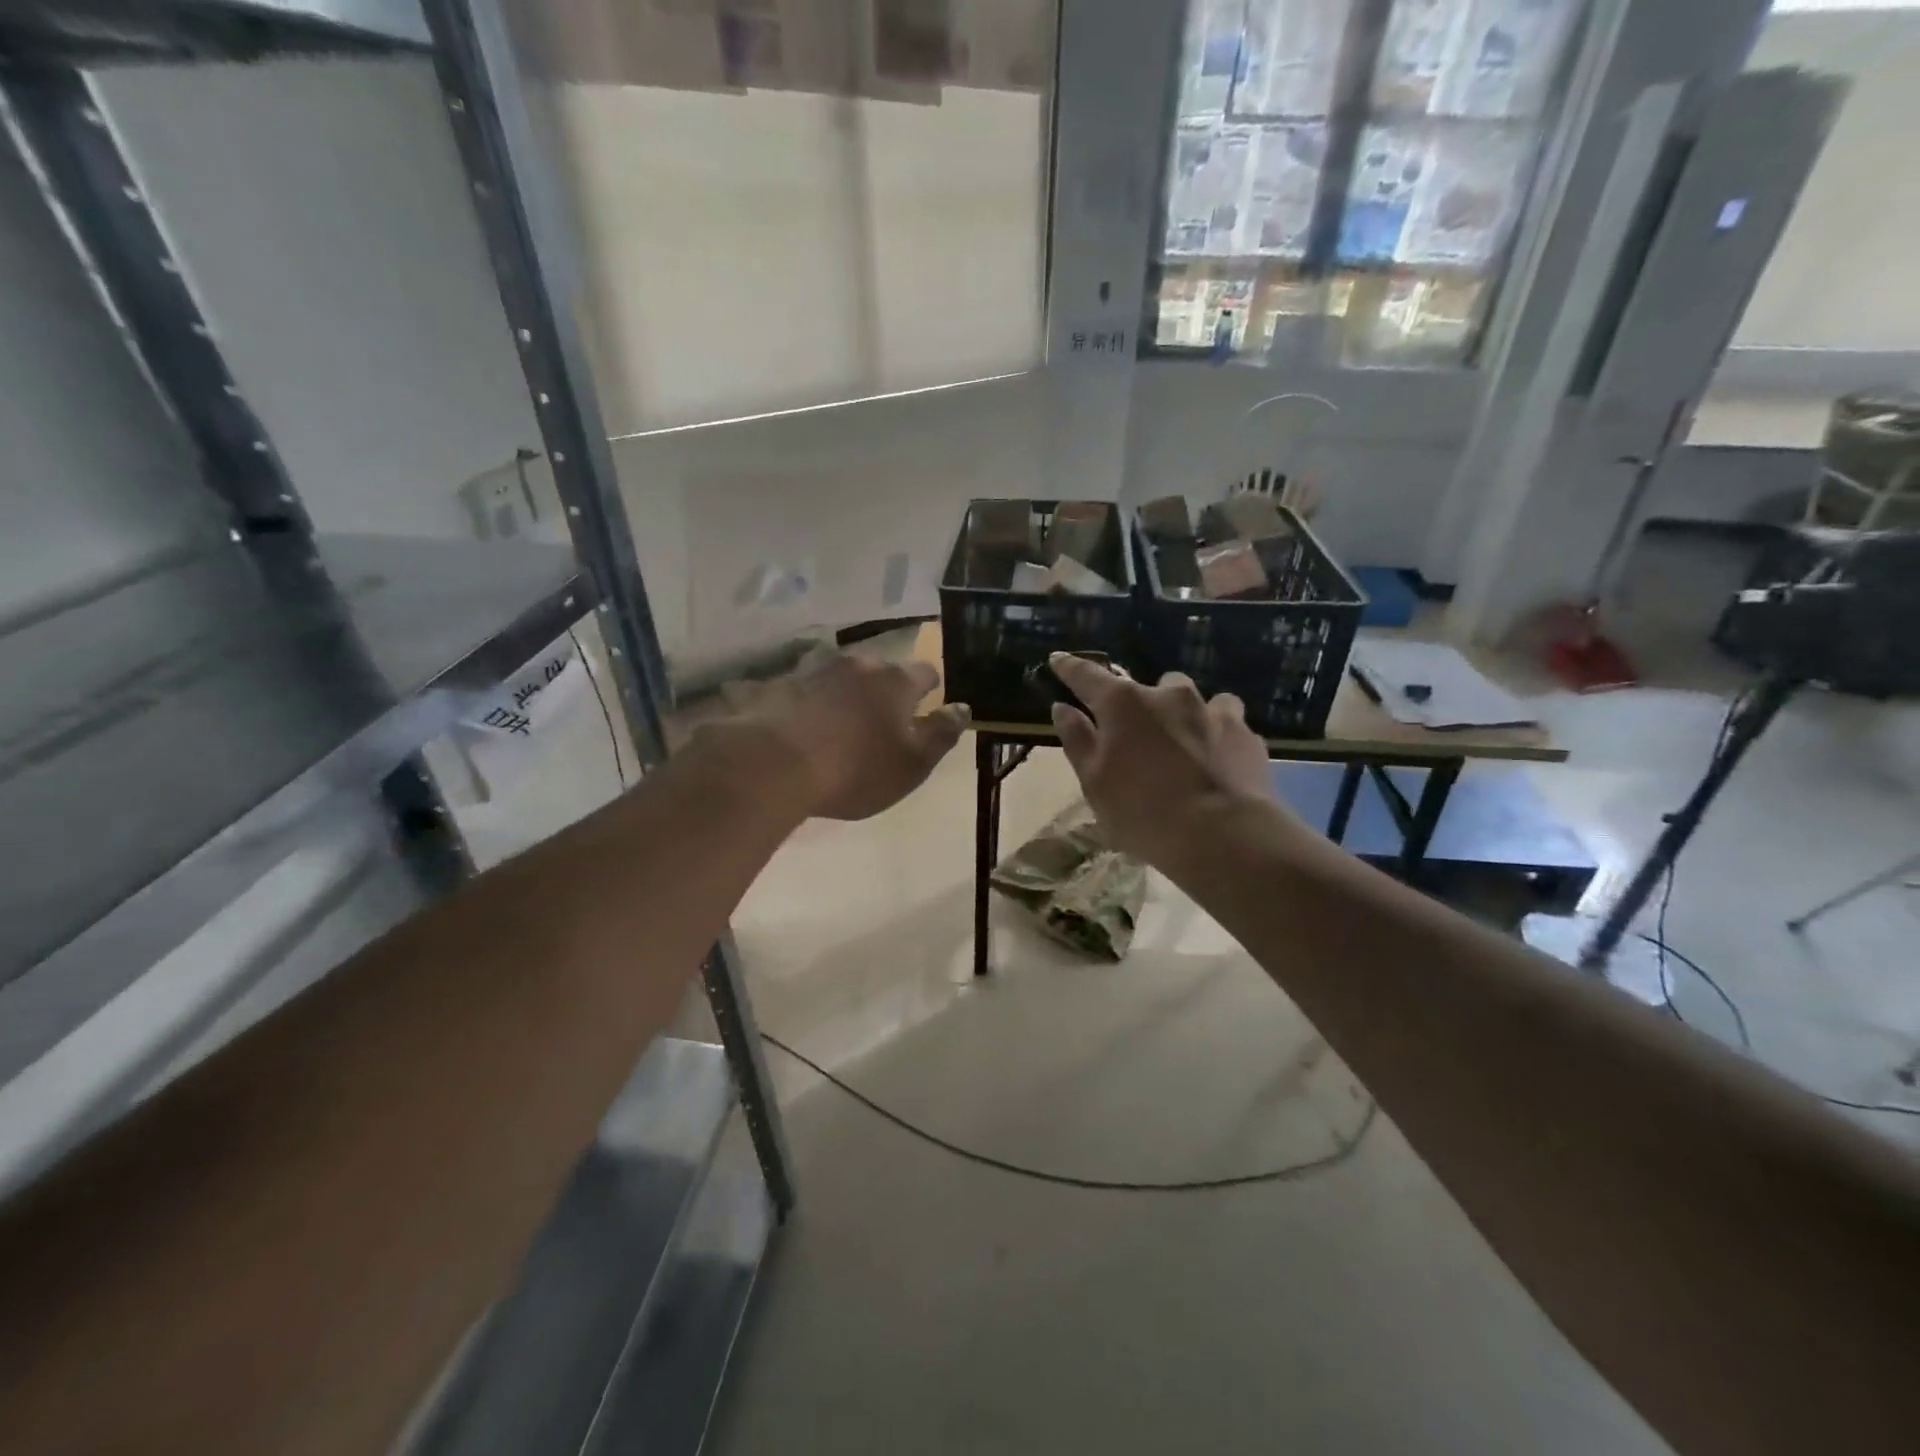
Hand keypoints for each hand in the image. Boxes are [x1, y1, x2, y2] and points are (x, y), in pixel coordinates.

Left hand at [709, 653, 968, 821]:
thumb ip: (941, 734)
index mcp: (896, 680)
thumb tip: (962, 708)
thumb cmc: (856, 769)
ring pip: (842, 677)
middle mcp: (858, 664)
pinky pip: (807, 690)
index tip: (925, 711)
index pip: (926, 672)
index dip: (930, 690)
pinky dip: (813, 705)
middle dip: (885, 691)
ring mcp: (816, 670)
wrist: (773, 764)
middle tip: (882, 723)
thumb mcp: (913, 763)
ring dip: (847, 695)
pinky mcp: (780, 684)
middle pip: (881, 671)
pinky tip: (805, 730)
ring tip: (841, 726)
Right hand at [1048, 654, 1283, 863]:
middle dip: (1140, 705)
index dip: (1069, 668)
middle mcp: (1168, 695)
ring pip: (1192, 700)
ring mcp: (1212, 710)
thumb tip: (1062, 708)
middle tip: (1135, 738)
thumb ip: (1077, 740)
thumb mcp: (1094, 783)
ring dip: (1182, 715)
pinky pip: (1226, 723)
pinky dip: (1216, 735)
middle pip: (1147, 687)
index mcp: (1123, 704)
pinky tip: (1215, 761)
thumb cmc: (1143, 812)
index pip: (1087, 676)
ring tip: (1182, 744)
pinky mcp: (1245, 734)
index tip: (1057, 661)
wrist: (1224, 836)